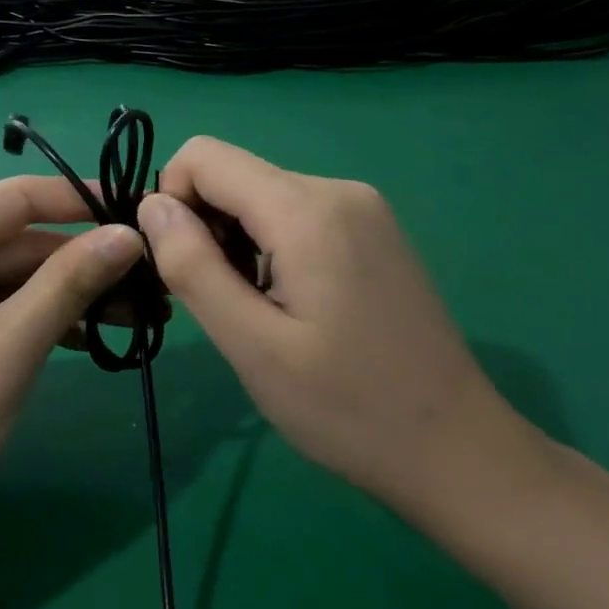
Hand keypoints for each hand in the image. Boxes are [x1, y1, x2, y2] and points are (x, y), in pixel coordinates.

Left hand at [0, 177, 143, 562]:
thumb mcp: (10, 348)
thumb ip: (70, 282)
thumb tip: (129, 234)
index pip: (19, 197)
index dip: (85, 200)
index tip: (147, 210)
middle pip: (22, 240)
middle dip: (88, 261)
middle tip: (160, 284)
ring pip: (17, 276)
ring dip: (74, 293)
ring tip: (145, 313)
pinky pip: (1, 306)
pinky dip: (44, 317)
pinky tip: (94, 334)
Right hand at [137, 138, 543, 520]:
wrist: (457, 452)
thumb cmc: (347, 408)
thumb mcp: (251, 345)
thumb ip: (192, 265)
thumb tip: (151, 205)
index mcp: (307, 209)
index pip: (202, 157)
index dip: (171, 202)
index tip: (180, 267)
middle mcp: (336, 189)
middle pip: (232, 175)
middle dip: (204, 227)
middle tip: (219, 302)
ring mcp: (361, 208)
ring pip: (260, 195)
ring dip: (236, 242)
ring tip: (256, 312)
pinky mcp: (372, 230)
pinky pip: (293, 214)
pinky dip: (269, 247)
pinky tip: (289, 305)